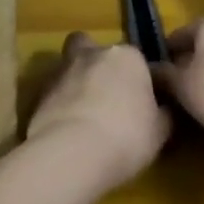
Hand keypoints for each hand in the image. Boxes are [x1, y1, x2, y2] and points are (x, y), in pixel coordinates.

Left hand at [26, 33, 171, 189]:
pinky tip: (66, 127)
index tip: (141, 104)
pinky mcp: (39, 91)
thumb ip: (164, 113)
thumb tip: (165, 109)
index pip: (138, 61)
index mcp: (128, 56)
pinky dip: (60, 103)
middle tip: (107, 97)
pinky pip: (55, 92)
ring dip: (76, 83)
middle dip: (100, 67)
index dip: (139, 81)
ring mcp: (62, 69)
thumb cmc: (126, 136)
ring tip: (84, 114)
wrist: (72, 152)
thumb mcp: (160, 131)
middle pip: (96, 50)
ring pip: (71, 67)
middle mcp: (94, 53)